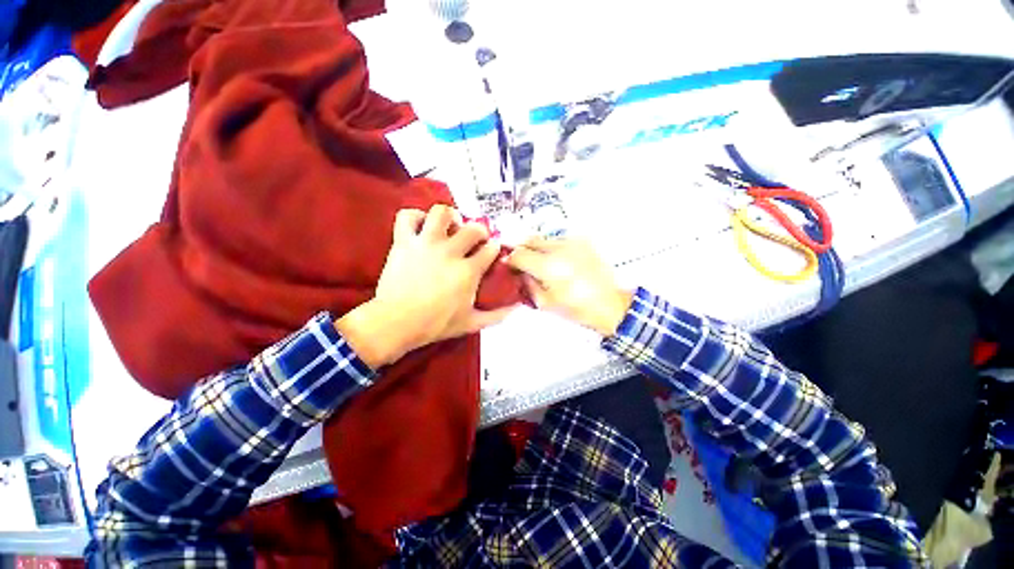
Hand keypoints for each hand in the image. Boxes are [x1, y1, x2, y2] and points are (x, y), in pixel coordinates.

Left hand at [337, 205, 513, 367]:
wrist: (396, 323)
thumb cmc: (435, 324)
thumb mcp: (471, 323)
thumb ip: (496, 316)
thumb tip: (516, 308)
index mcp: (468, 271)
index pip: (490, 249)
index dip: (495, 247)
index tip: (493, 249)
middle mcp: (450, 252)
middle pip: (473, 228)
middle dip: (480, 230)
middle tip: (476, 238)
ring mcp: (426, 244)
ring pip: (442, 213)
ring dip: (450, 216)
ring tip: (451, 225)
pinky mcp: (404, 242)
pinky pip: (407, 216)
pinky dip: (415, 216)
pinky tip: (422, 225)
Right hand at [504, 238, 632, 336]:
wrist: (610, 304)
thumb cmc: (578, 308)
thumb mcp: (545, 303)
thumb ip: (528, 284)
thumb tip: (520, 272)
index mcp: (549, 266)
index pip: (519, 254)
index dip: (510, 259)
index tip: (509, 265)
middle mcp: (560, 249)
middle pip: (530, 240)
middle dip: (522, 250)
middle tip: (522, 262)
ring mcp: (573, 243)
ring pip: (544, 238)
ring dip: (537, 248)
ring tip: (541, 263)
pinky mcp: (583, 242)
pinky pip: (560, 240)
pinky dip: (553, 248)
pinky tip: (558, 262)